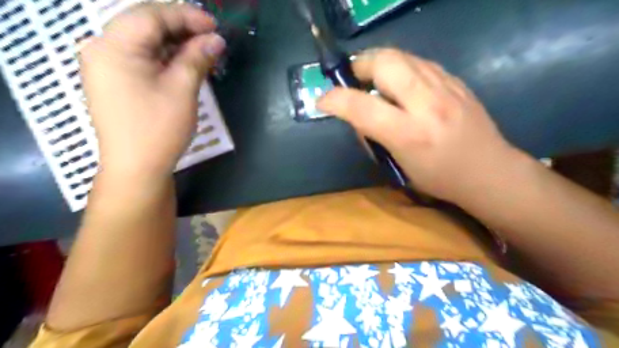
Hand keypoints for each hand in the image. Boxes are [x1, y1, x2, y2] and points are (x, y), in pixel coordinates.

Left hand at [79, 2, 224, 184]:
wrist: (137, 168)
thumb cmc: (159, 128)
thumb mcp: (182, 90)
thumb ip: (197, 58)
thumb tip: (216, 40)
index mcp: (114, 46)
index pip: (151, 15)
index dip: (186, 16)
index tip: (215, 26)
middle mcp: (102, 49)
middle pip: (145, 25)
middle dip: (181, 28)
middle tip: (211, 38)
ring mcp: (106, 66)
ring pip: (144, 42)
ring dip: (175, 43)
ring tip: (202, 50)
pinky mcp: (115, 81)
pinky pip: (141, 58)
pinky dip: (164, 57)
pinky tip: (184, 63)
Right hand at [320, 49, 517, 203]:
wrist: (490, 171)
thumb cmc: (439, 178)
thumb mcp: (399, 166)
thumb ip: (374, 136)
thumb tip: (356, 115)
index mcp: (410, 134)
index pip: (362, 107)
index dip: (334, 100)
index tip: (323, 101)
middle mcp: (428, 104)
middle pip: (383, 62)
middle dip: (358, 66)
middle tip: (352, 81)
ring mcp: (445, 86)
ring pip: (401, 55)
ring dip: (377, 63)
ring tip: (372, 81)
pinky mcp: (455, 79)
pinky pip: (417, 61)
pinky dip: (399, 67)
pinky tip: (399, 83)